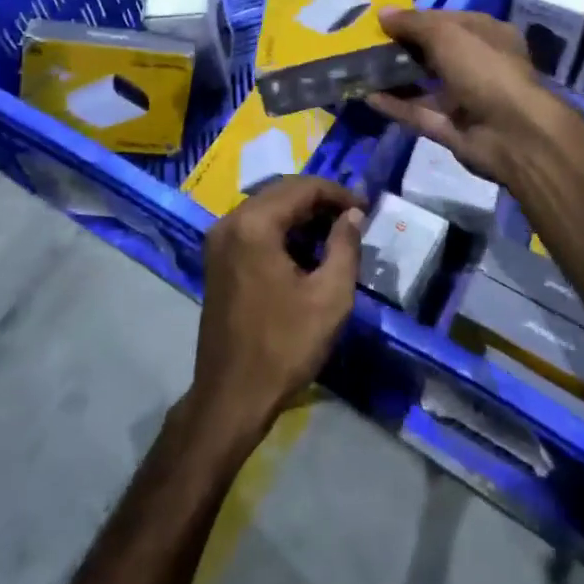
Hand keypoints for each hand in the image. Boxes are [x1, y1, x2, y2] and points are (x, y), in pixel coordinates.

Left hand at [190, 177, 364, 443]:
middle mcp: (230, 222)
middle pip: (282, 192)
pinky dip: (282, 230)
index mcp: (254, 224)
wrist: (232, 396)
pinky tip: (306, 249)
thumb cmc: (284, 346)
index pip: (303, 188)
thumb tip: (353, 214)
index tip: (366, 210)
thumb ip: (345, 245)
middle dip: (320, 200)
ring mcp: (219, 241)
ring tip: (336, 233)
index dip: (339, 194)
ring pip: (267, 208)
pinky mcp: (217, 260)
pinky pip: (254, 228)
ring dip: (301, 214)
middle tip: (354, 218)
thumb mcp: (330, 296)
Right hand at [367, 8, 562, 183]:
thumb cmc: (484, 68)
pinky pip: (419, 113)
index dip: (416, 19)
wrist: (512, 132)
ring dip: (396, 77)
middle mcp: (478, 64)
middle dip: (403, 48)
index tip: (383, 20)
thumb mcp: (447, 34)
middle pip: (435, 53)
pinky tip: (367, 96)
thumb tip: (382, 13)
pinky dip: (396, 106)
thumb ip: (413, 23)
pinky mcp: (452, 128)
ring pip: (425, 85)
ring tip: (361, 69)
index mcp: (487, 34)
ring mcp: (466, 98)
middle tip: (366, 44)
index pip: (447, 20)